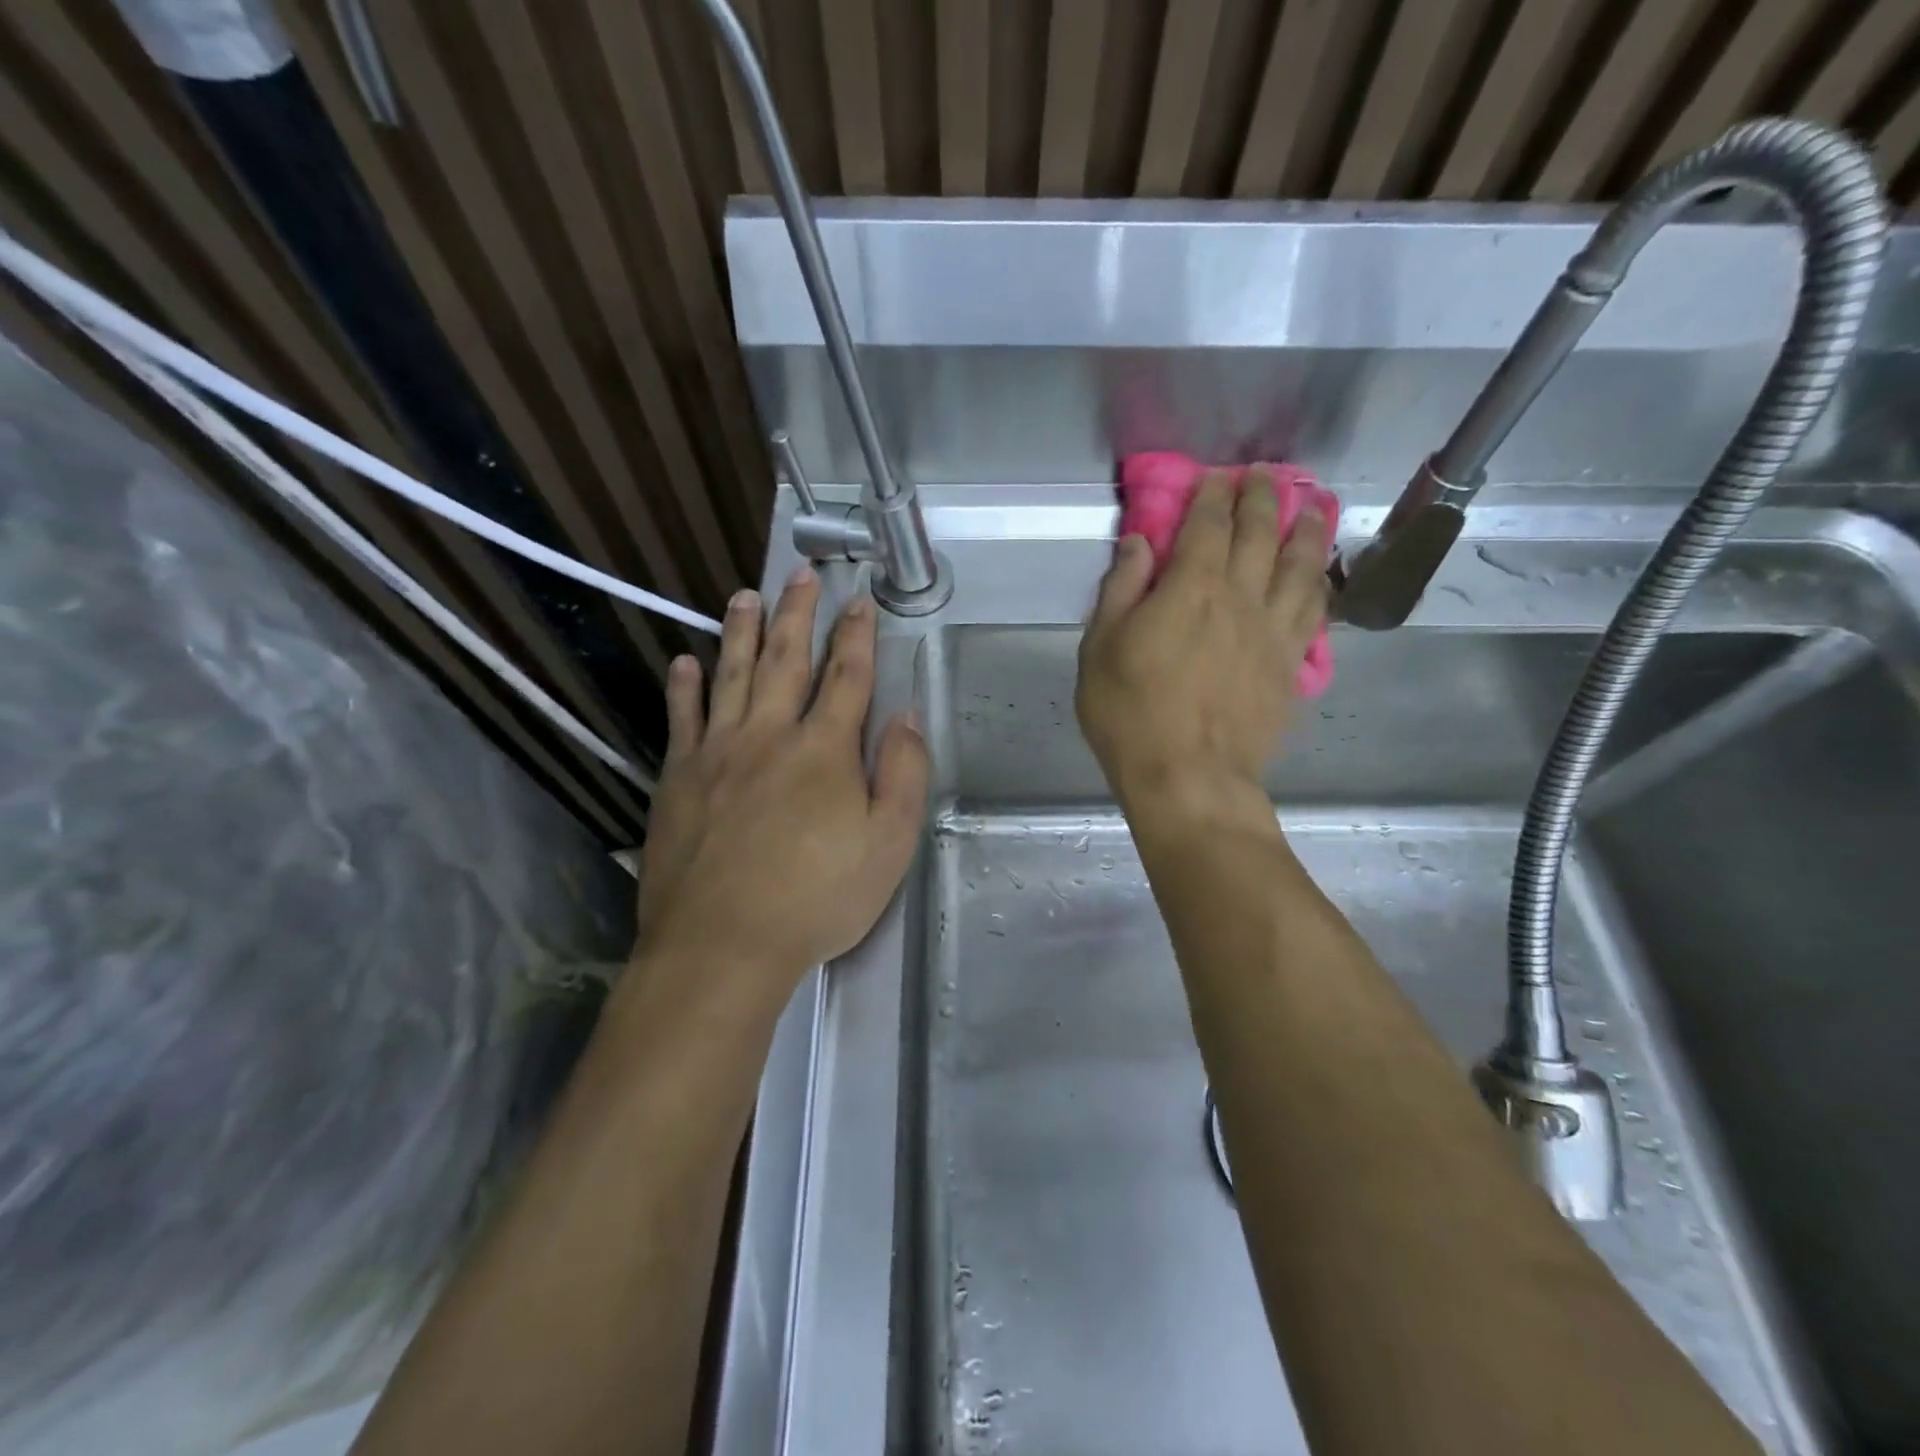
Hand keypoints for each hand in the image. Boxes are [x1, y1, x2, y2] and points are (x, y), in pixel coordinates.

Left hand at [629, 569, 928, 1010]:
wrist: (723, 943)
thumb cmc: (817, 898)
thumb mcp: (889, 846)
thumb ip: (904, 775)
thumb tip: (908, 716)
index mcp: (825, 750)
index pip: (847, 676)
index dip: (857, 635)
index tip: (860, 600)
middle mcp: (770, 734)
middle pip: (786, 659)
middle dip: (798, 612)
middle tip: (800, 572)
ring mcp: (718, 752)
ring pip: (732, 675)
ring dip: (741, 631)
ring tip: (745, 595)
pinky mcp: (678, 777)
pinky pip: (682, 718)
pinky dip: (685, 687)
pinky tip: (686, 661)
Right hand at [1076, 469, 1329, 816]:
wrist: (1189, 777)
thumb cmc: (1130, 714)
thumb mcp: (1100, 649)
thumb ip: (1120, 590)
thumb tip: (1140, 542)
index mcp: (1191, 589)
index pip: (1208, 525)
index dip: (1213, 495)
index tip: (1217, 476)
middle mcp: (1241, 598)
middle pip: (1260, 533)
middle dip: (1262, 497)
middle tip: (1265, 475)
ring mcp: (1273, 631)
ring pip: (1301, 566)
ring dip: (1307, 529)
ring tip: (1313, 506)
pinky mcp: (1291, 665)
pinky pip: (1314, 612)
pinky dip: (1319, 584)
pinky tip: (1319, 575)